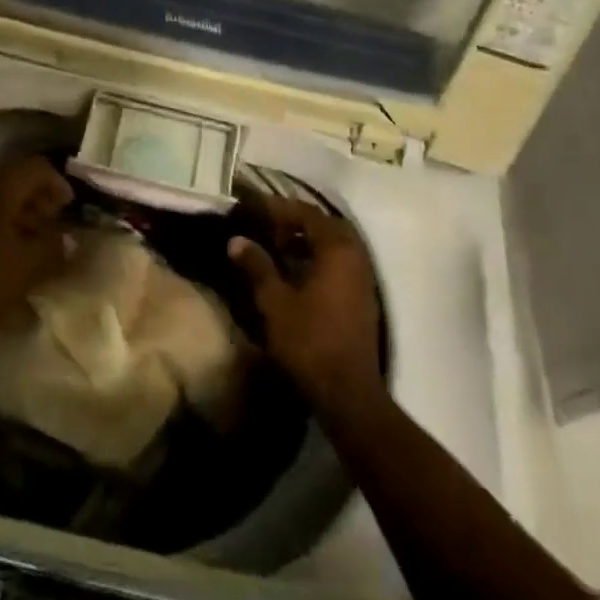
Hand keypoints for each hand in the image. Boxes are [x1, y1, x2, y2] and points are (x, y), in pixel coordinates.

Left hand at [0, 154, 75, 362]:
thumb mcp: (26, 270)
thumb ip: (54, 248)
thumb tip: (69, 239)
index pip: (37, 167)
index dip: (59, 185)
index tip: (69, 211)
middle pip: (14, 176)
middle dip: (38, 197)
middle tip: (53, 225)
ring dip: (17, 210)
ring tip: (31, 242)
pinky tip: (2, 251)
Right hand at [228, 197, 386, 416]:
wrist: (347, 392)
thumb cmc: (309, 341)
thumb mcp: (274, 302)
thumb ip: (257, 266)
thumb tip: (237, 240)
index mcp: (337, 249)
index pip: (306, 213)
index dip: (277, 208)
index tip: (251, 207)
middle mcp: (355, 256)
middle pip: (323, 225)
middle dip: (294, 221)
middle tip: (265, 225)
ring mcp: (362, 277)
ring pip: (333, 244)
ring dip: (306, 240)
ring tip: (275, 246)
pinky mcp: (361, 296)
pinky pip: (338, 262)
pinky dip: (316, 257)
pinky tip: (294, 270)